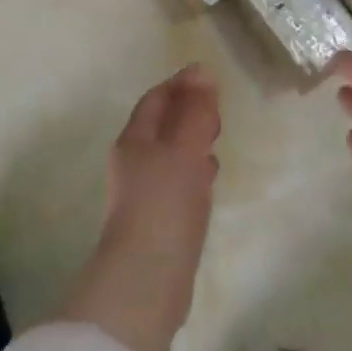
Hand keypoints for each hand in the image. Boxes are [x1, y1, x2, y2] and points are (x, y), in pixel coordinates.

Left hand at [58, 64, 221, 350]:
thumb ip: (195, 111)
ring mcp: (144, 194)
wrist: (146, 279)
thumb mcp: (184, 150)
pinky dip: (194, 171)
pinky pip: (177, 183)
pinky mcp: (158, 221)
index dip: (180, 85)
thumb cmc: (164, 204)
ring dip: (192, 141)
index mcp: (134, 140)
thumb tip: (201, 71)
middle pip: (161, 126)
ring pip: (170, 154)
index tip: (209, 78)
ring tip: (218, 138)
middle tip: (218, 109)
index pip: (156, 100)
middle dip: (187, 112)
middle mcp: (134, 162)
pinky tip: (210, 178)